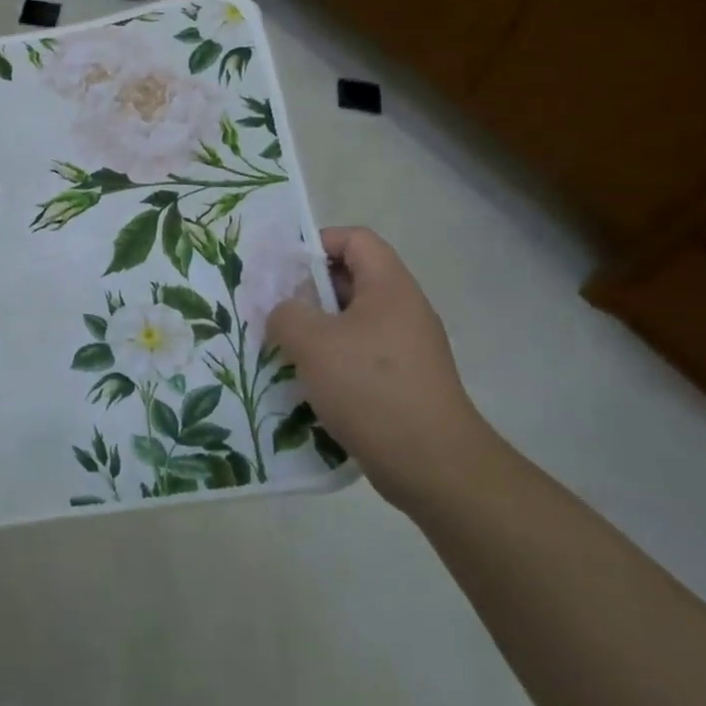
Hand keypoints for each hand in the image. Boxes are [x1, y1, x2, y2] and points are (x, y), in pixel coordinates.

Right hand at [268, 227, 504, 516]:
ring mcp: (406, 348)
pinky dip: (330, 360)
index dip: (317, 243)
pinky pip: (358, 354)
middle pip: (350, 279)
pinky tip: (305, 383)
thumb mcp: (313, 343)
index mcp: (390, 287)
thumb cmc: (371, 388)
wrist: (433, 465)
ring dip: (314, 330)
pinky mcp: (402, 381)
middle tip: (272, 311)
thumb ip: (286, 314)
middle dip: (307, 291)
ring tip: (281, 349)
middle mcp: (403, 310)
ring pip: (350, 321)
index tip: (282, 269)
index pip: (355, 239)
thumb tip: (284, 313)